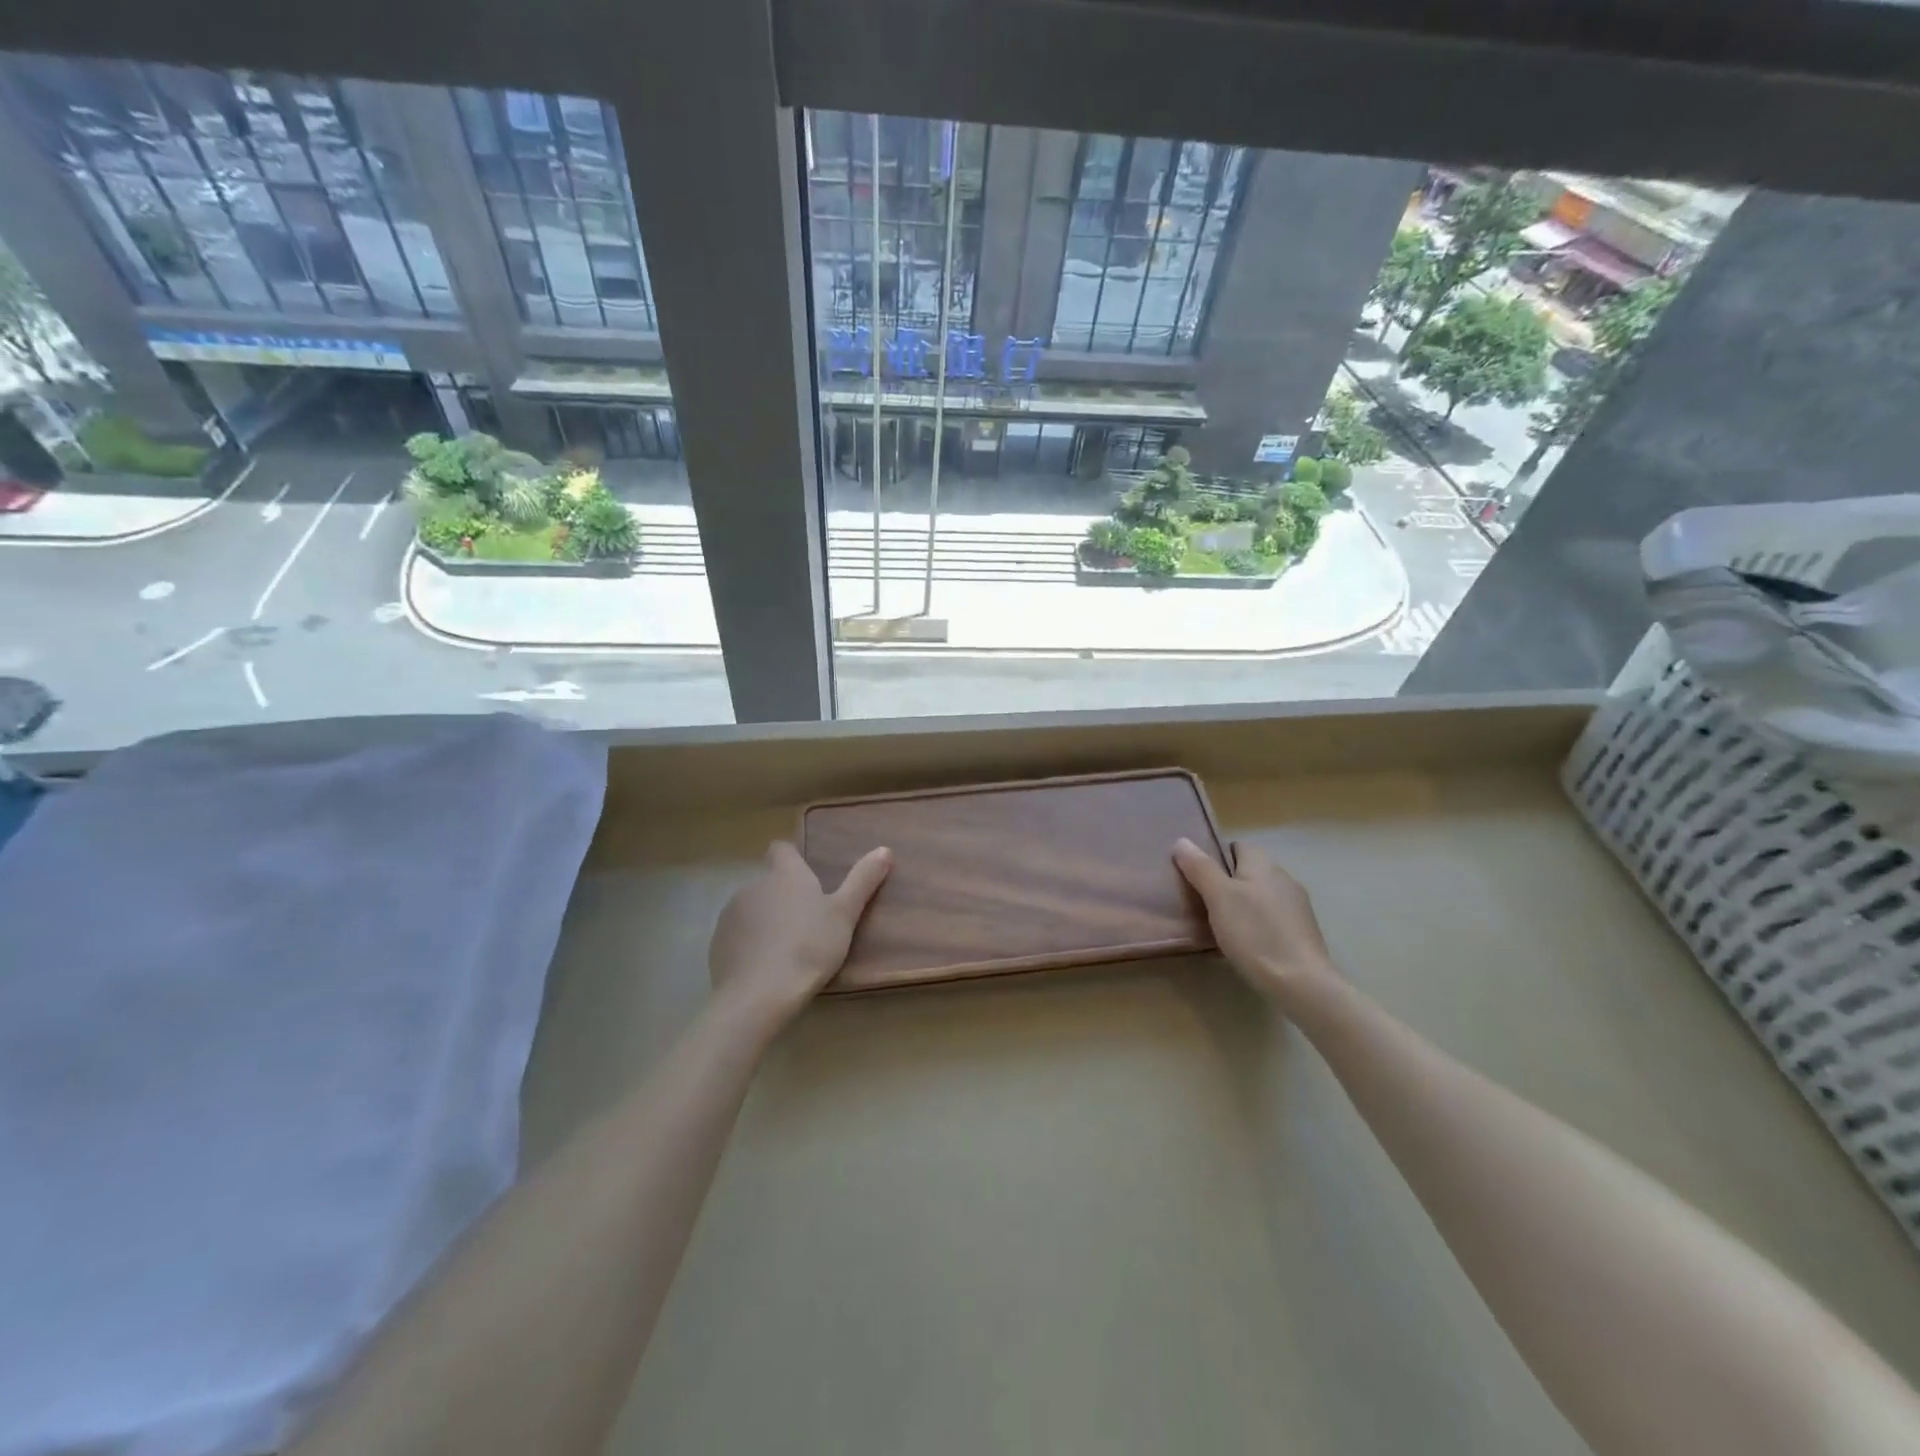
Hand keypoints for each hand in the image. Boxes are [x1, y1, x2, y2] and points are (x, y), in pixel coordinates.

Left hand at [708, 841, 891, 1024]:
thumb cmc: (808, 947)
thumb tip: (884, 849)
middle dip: (784, 896)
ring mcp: (731, 916)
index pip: (781, 849)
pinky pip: (738, 936)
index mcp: (785, 875)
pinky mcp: (717, 945)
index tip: (807, 876)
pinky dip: (750, 945)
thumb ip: (863, 881)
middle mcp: (753, 886)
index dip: (792, 858)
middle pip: (768, 882)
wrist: (758, 995)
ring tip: (788, 949)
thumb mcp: (845, 914)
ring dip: (766, 920)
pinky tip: (766, 968)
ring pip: (752, 909)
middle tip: (808, 922)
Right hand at [1172, 838, 1336, 1005]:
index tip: (1197, 878)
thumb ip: (1200, 868)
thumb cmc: (1254, 933)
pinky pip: (1271, 918)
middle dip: (1226, 883)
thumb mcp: (1218, 897)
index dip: (1215, 858)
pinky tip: (1246, 944)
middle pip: (1248, 871)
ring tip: (1220, 926)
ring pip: (1259, 896)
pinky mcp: (1302, 931)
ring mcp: (1296, 906)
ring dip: (1242, 905)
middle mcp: (1283, 877)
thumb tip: (1182, 841)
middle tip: (1202, 903)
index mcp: (1263, 863)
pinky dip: (1257, 925)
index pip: (1236, 846)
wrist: (1300, 982)